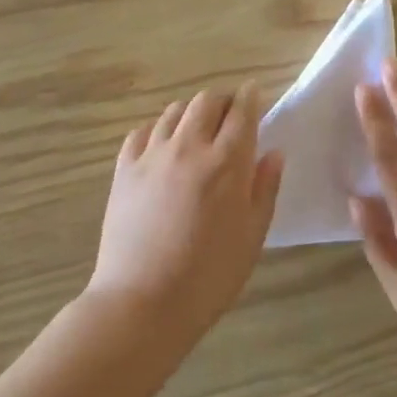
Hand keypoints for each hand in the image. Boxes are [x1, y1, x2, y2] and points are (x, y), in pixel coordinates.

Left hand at [90, 83, 284, 345]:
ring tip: (198, 130)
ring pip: (174, 112)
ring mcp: (151, 155)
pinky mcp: (123, 169)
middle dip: (223, 100)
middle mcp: (188, 147)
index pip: (242, 111)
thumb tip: (273, 152)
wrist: (142, 302)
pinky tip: (163, 147)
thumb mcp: (252, 236)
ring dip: (192, 112)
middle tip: (230, 115)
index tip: (255, 94)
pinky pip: (141, 132)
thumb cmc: (209, 276)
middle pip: (206, 100)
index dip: (251, 97)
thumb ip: (265, 188)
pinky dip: (158, 130)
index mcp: (226, 162)